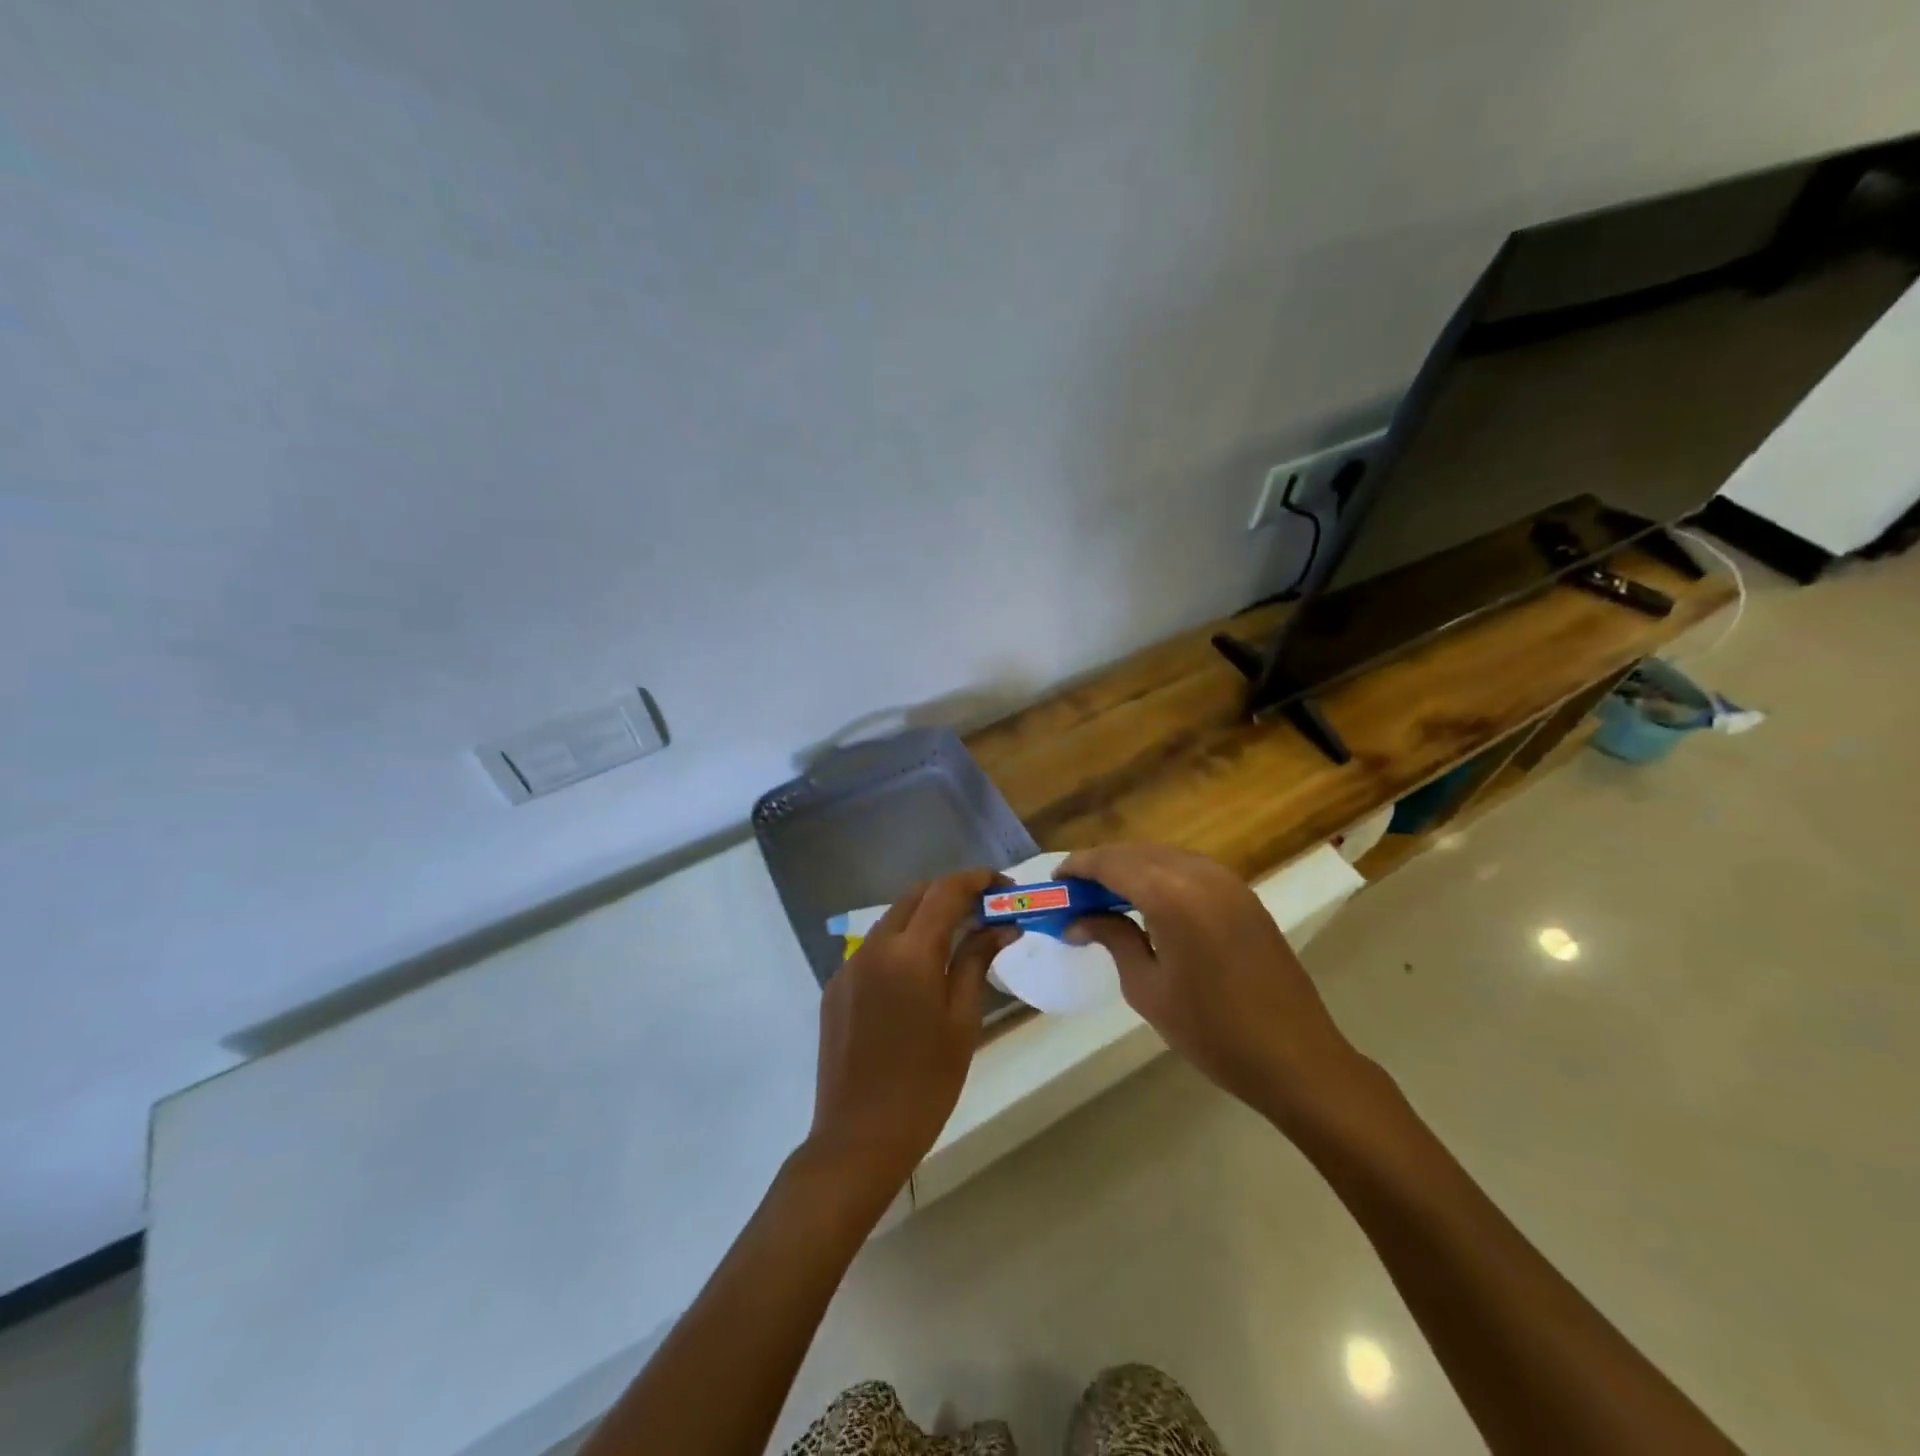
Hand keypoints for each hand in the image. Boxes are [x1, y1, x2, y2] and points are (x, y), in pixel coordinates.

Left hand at [804, 869, 1015, 1215]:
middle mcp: (874, 947)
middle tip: (985, 911)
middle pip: (916, 896)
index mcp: (909, 953)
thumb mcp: (962, 1021)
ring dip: (926, 917)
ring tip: (958, 938)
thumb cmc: (925, 1085)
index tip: (1004, 886)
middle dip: (951, 893)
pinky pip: (874, 949)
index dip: (977, 880)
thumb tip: (1002, 927)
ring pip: (892, 919)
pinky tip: (919, 973)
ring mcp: (848, 966)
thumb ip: (977, 962)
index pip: (946, 891)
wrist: (858, 1138)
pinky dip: (902, 944)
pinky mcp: (835, 988)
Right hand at [1057, 843, 1368, 1131]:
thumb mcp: (1148, 988)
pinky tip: (1148, 903)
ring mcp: (1228, 882)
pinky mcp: (1244, 896)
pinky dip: (1161, 875)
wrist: (1295, 1058)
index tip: (1055, 881)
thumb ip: (1113, 939)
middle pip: (1137, 852)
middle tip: (1075, 893)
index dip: (1079, 866)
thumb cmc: (1212, 1031)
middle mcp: (1200, 874)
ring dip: (1131, 868)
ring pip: (1165, 856)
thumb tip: (1078, 920)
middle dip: (1102, 865)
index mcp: (1172, 896)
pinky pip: (1190, 869)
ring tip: (1105, 898)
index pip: (1112, 863)